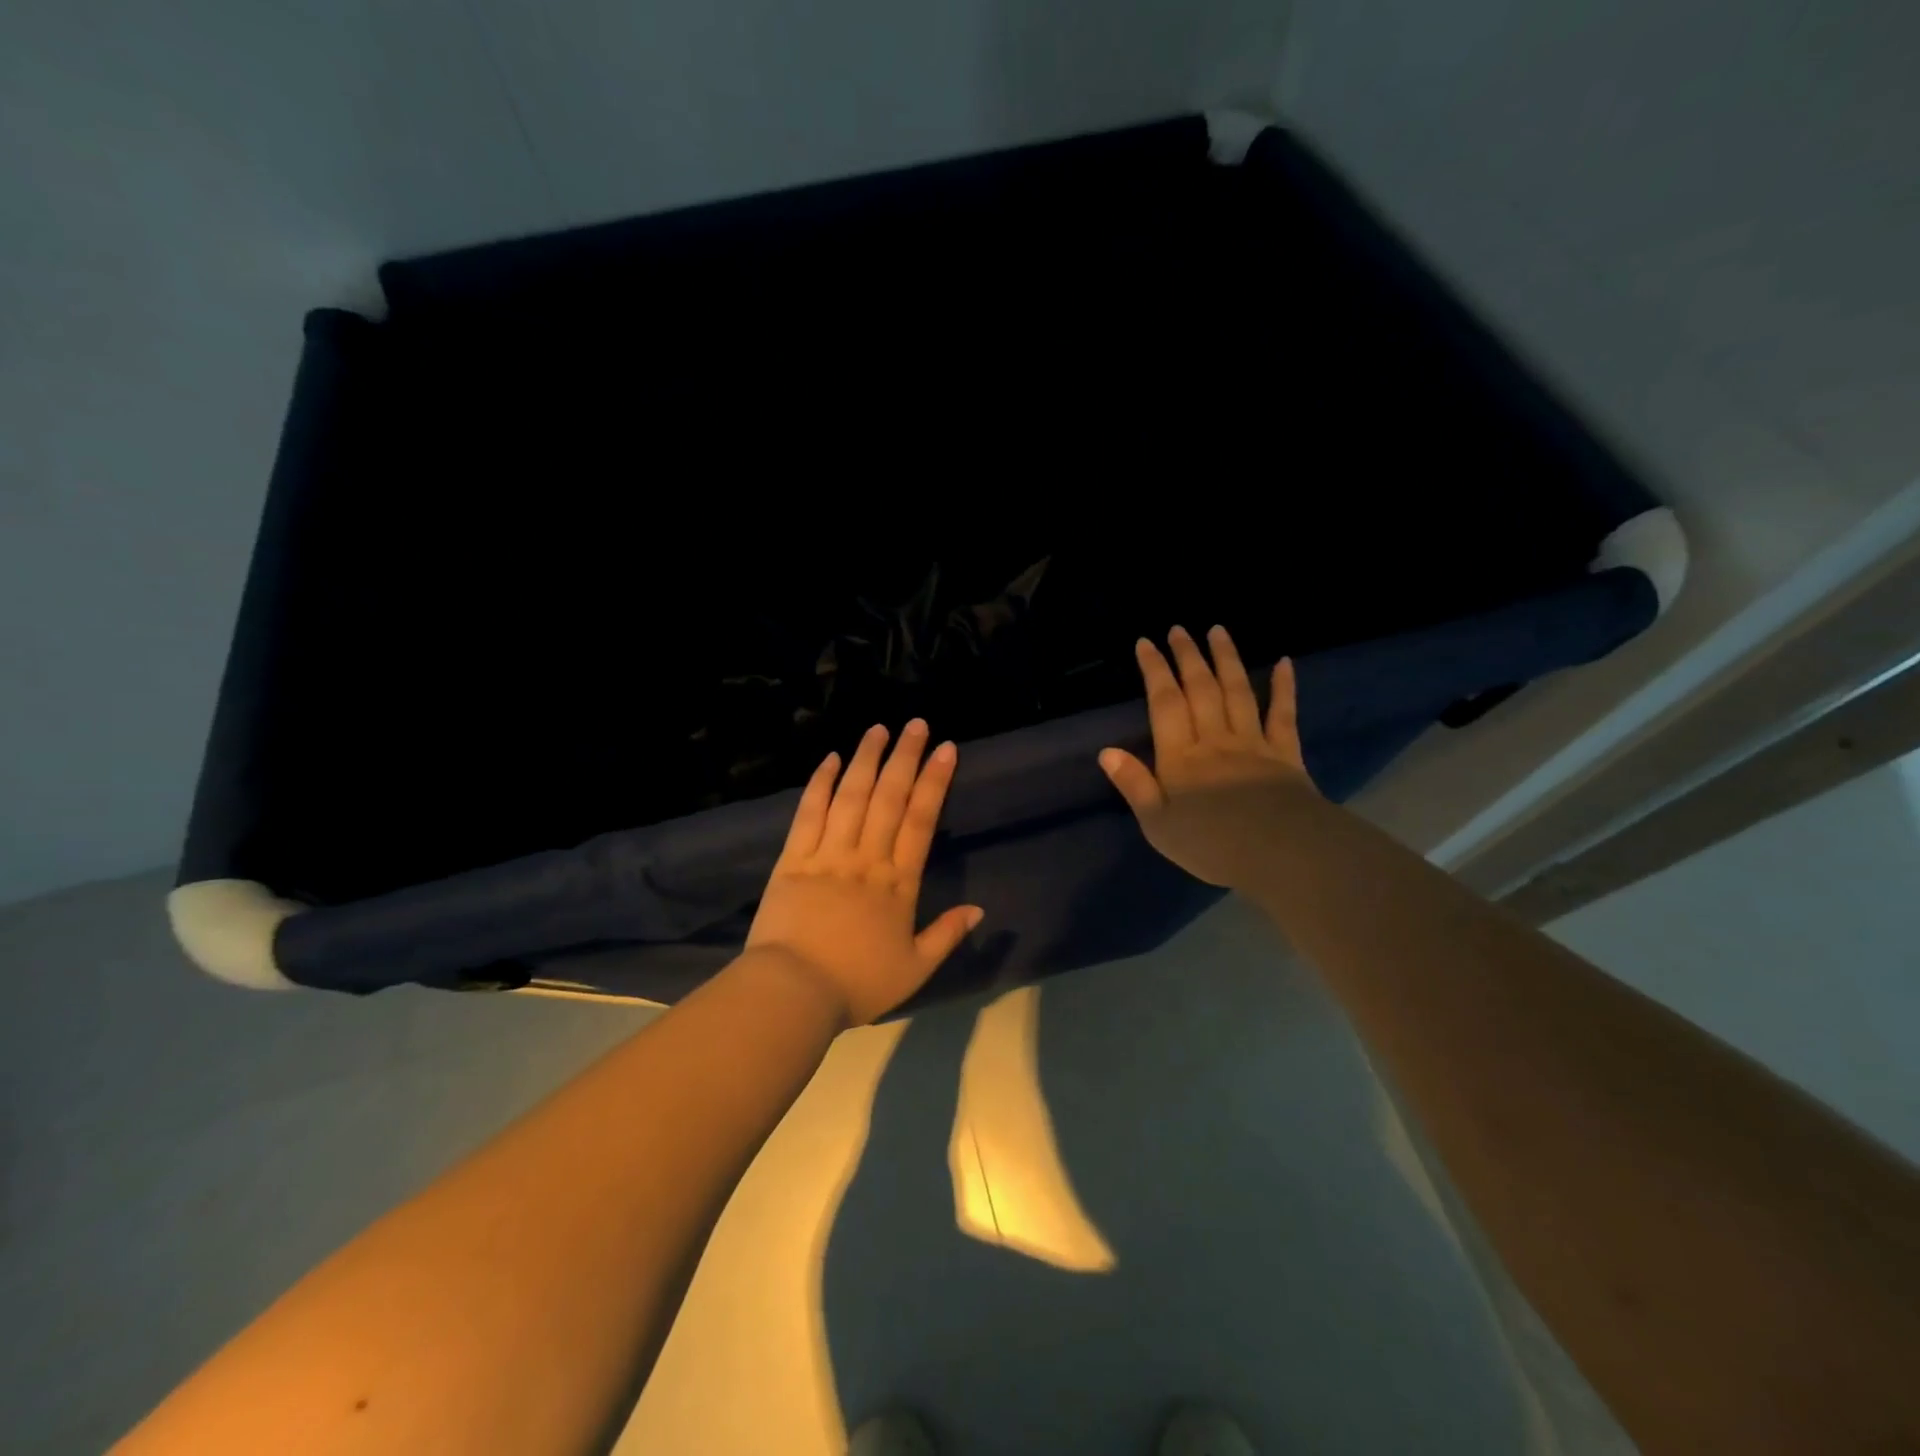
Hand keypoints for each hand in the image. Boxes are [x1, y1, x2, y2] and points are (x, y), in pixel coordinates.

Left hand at [747, 719, 983, 1025]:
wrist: (793, 992)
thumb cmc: (857, 984)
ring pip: (851, 796)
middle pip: (889, 798)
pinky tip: (830, 759)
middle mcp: (866, 858)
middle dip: (905, 757)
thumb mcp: (914, 969)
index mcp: (898, 882)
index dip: (934, 781)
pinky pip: (808, 813)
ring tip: (878, 729)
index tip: (945, 749)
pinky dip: (820, 784)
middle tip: (916, 724)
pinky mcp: (792, 859)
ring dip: (866, 760)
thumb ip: (947, 935)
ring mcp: (827, 854)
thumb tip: (980, 909)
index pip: (921, 820)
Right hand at [1099, 625, 1316, 888]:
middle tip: (1179, 629)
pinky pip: (1283, 714)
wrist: (1282, 854)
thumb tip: (1106, 752)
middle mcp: (1215, 740)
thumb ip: (1134, 785)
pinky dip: (1284, 687)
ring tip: (1217, 631)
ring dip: (1226, 659)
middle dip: (1188, 656)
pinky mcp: (1286, 754)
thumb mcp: (1158, 825)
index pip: (1165, 703)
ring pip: (1237, 692)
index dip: (1155, 670)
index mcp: (1181, 757)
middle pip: (1201, 689)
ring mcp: (1253, 743)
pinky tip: (1284, 663)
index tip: (1146, 643)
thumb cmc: (1212, 844)